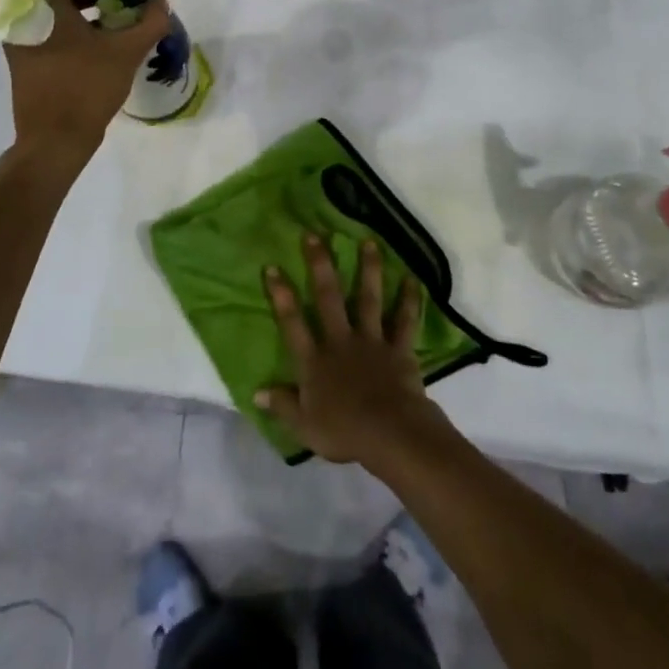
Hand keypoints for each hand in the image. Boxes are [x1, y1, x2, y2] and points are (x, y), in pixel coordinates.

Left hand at [4, 0, 172, 162]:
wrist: (55, 140)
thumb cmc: (87, 87)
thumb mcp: (127, 52)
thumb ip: (150, 22)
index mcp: (44, 6)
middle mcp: (24, 17)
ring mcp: (20, 40)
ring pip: (48, 9)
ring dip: (76, 5)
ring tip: (108, 9)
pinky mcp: (23, 60)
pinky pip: (45, 30)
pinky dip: (67, 26)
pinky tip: (94, 36)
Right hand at [255, 235, 451, 466]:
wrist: (390, 433)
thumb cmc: (344, 432)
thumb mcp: (304, 426)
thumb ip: (282, 405)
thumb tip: (256, 391)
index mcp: (315, 361)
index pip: (292, 323)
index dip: (281, 295)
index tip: (273, 266)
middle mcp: (341, 341)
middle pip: (328, 298)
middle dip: (320, 265)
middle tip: (315, 235)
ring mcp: (372, 341)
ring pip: (368, 299)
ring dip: (368, 269)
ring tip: (369, 242)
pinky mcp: (399, 348)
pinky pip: (404, 321)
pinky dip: (409, 301)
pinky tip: (413, 279)